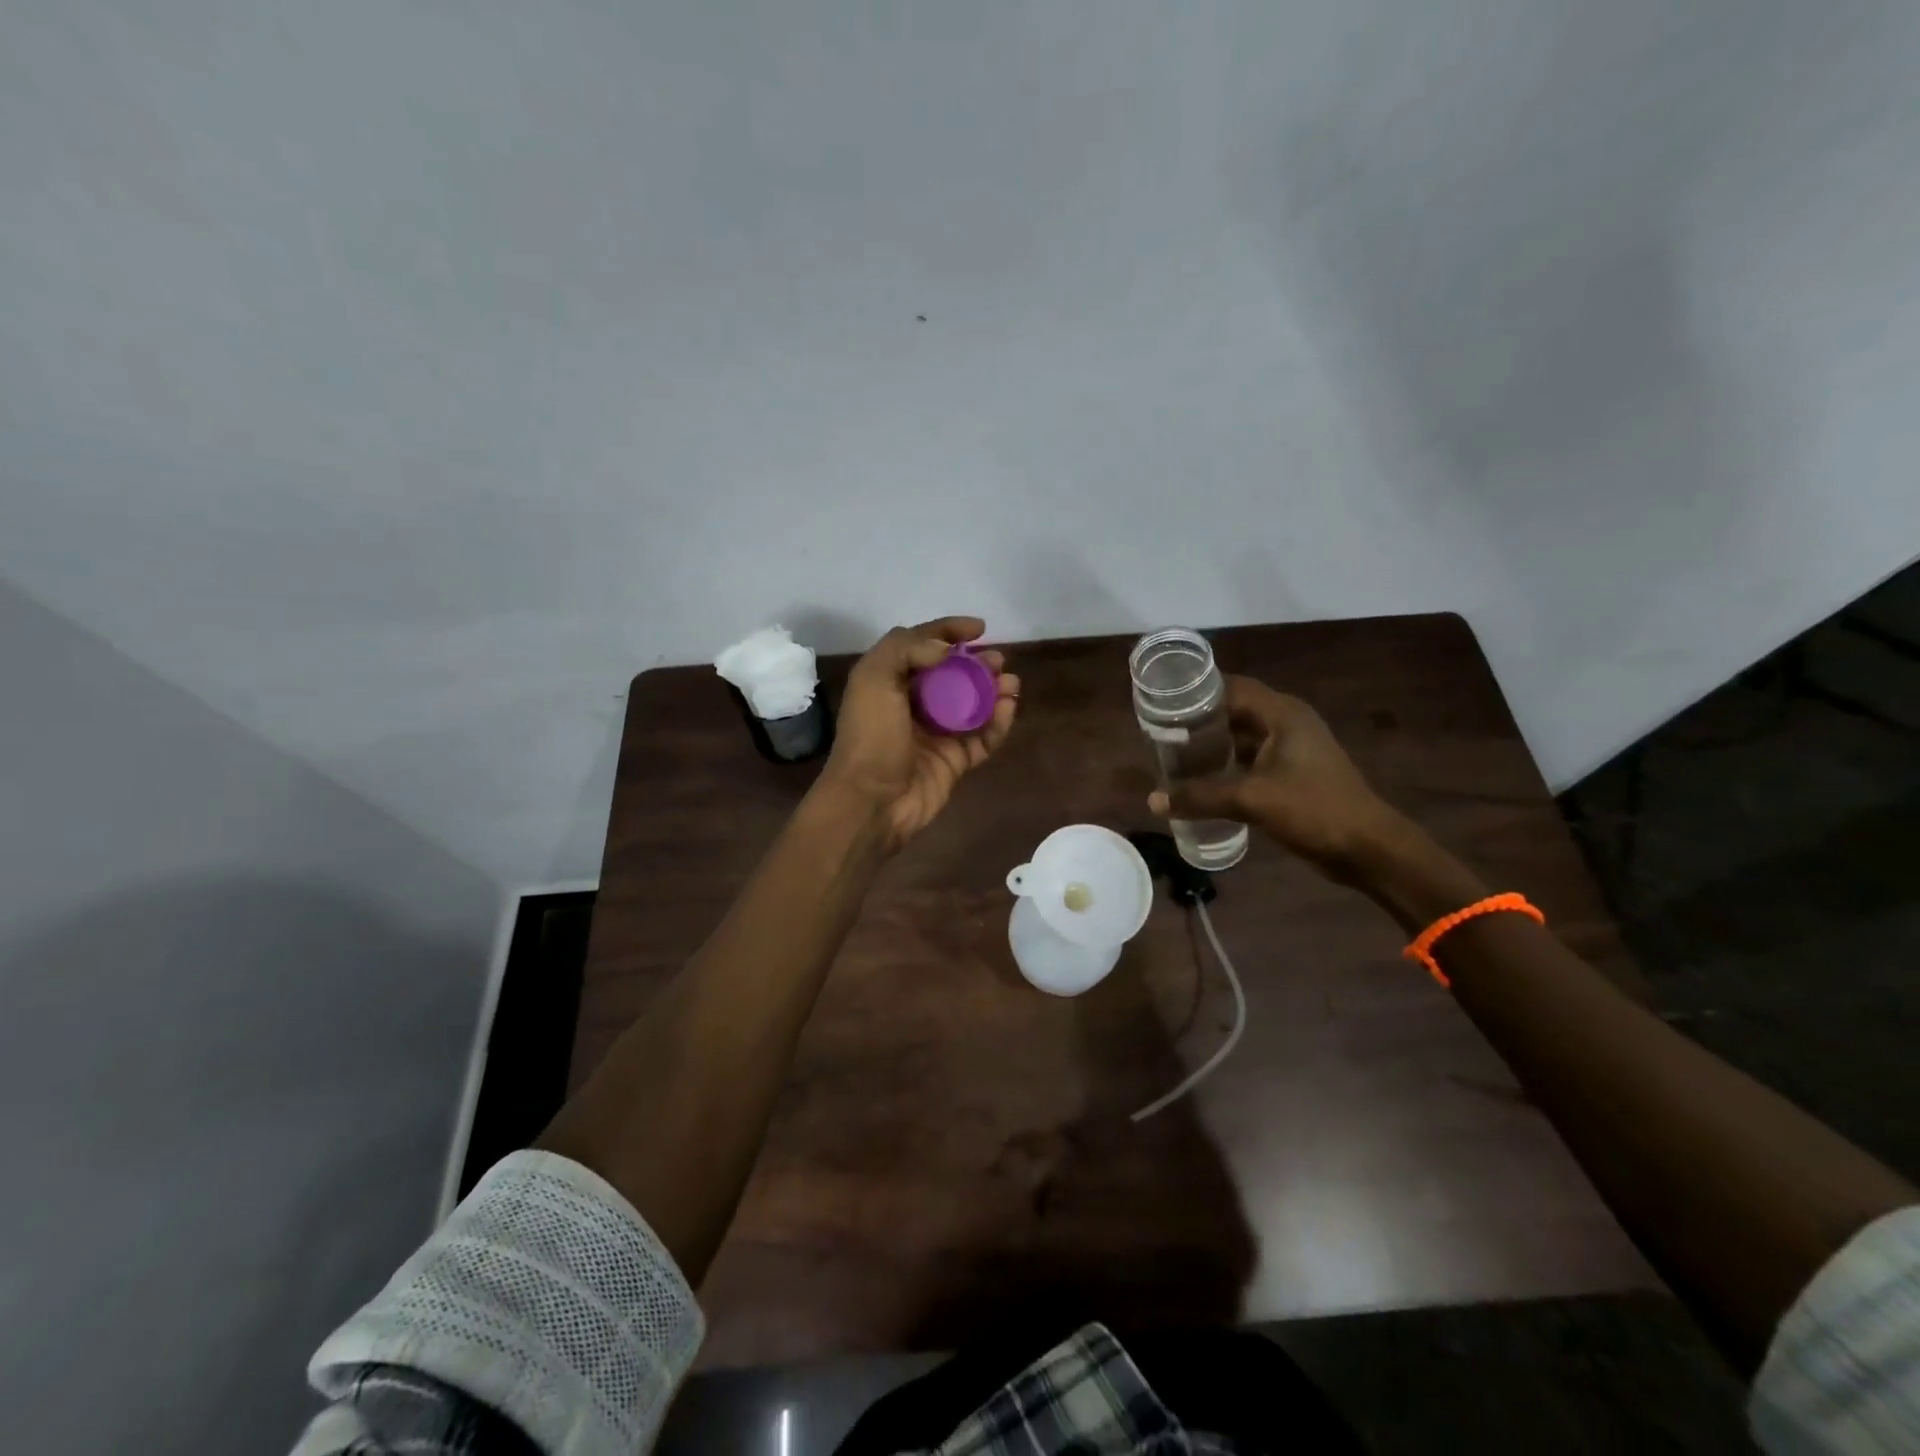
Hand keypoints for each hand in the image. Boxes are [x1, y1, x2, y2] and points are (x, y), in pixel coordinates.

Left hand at [819, 616, 1019, 852]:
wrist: (872, 801)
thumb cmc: (871, 737)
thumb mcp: (874, 678)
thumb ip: (906, 649)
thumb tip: (945, 649)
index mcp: (889, 681)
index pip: (922, 645)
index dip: (949, 631)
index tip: (979, 628)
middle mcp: (913, 704)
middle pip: (952, 674)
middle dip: (977, 663)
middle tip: (997, 660)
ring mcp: (936, 734)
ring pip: (972, 704)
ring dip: (993, 689)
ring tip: (1011, 682)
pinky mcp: (955, 760)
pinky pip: (983, 736)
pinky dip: (998, 721)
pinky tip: (1008, 706)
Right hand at [1147, 675, 1407, 879]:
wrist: (1367, 849)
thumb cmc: (1314, 810)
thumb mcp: (1252, 799)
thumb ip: (1201, 796)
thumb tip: (1153, 800)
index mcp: (1283, 714)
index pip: (1231, 687)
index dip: (1196, 692)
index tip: (1162, 703)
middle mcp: (1287, 723)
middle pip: (1233, 710)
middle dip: (1198, 720)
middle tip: (1160, 732)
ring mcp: (1291, 749)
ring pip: (1241, 737)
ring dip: (1211, 745)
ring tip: (1173, 755)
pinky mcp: (1291, 774)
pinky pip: (1249, 759)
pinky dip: (1225, 765)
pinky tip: (1201, 781)